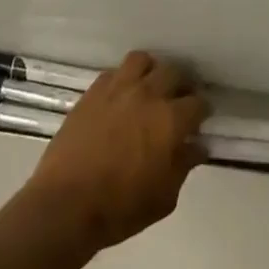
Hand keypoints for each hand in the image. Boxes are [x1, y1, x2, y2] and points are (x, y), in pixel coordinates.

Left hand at [18, 51, 209, 256]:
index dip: (202, 111)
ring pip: (142, 60)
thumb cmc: (121, 207)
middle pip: (174, 71)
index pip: (198, 102)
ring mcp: (118, 87)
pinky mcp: (93, 90)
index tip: (200, 120)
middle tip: (179, 101)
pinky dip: (124, 79)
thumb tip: (197, 146)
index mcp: (170, 120)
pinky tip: (122, 96)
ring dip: (152, 72)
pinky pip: (115, 71)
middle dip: (182, 85)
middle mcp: (147, 94)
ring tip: (150, 88)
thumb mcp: (164, 197)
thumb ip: (183, 165)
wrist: (66, 203)